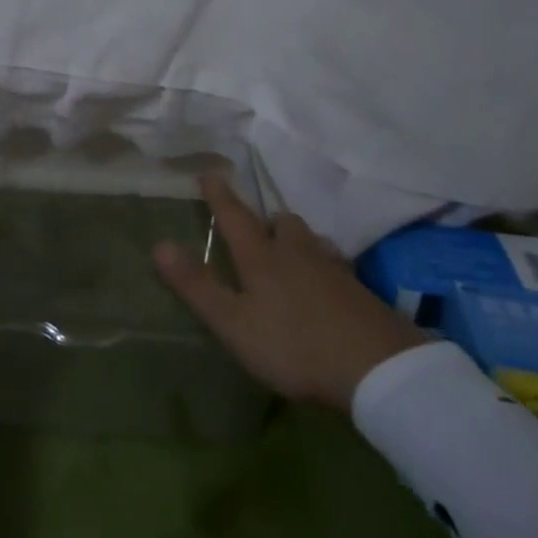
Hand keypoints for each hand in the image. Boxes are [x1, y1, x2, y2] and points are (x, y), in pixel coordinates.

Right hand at [154, 172, 424, 411]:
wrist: (378, 367)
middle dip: (266, 221)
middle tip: (258, 230)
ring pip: (309, 240)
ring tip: (291, 255)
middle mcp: (296, 251)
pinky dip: (323, 267)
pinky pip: (334, 264)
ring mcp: (332, 268)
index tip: (210, 171)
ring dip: (296, 240)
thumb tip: (159, 244)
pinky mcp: (358, 289)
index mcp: (261, 257)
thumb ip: (197, 286)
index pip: (234, 216)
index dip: (219, 195)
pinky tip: (326, 286)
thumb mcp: (234, 323)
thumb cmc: (294, 344)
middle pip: (280, 222)